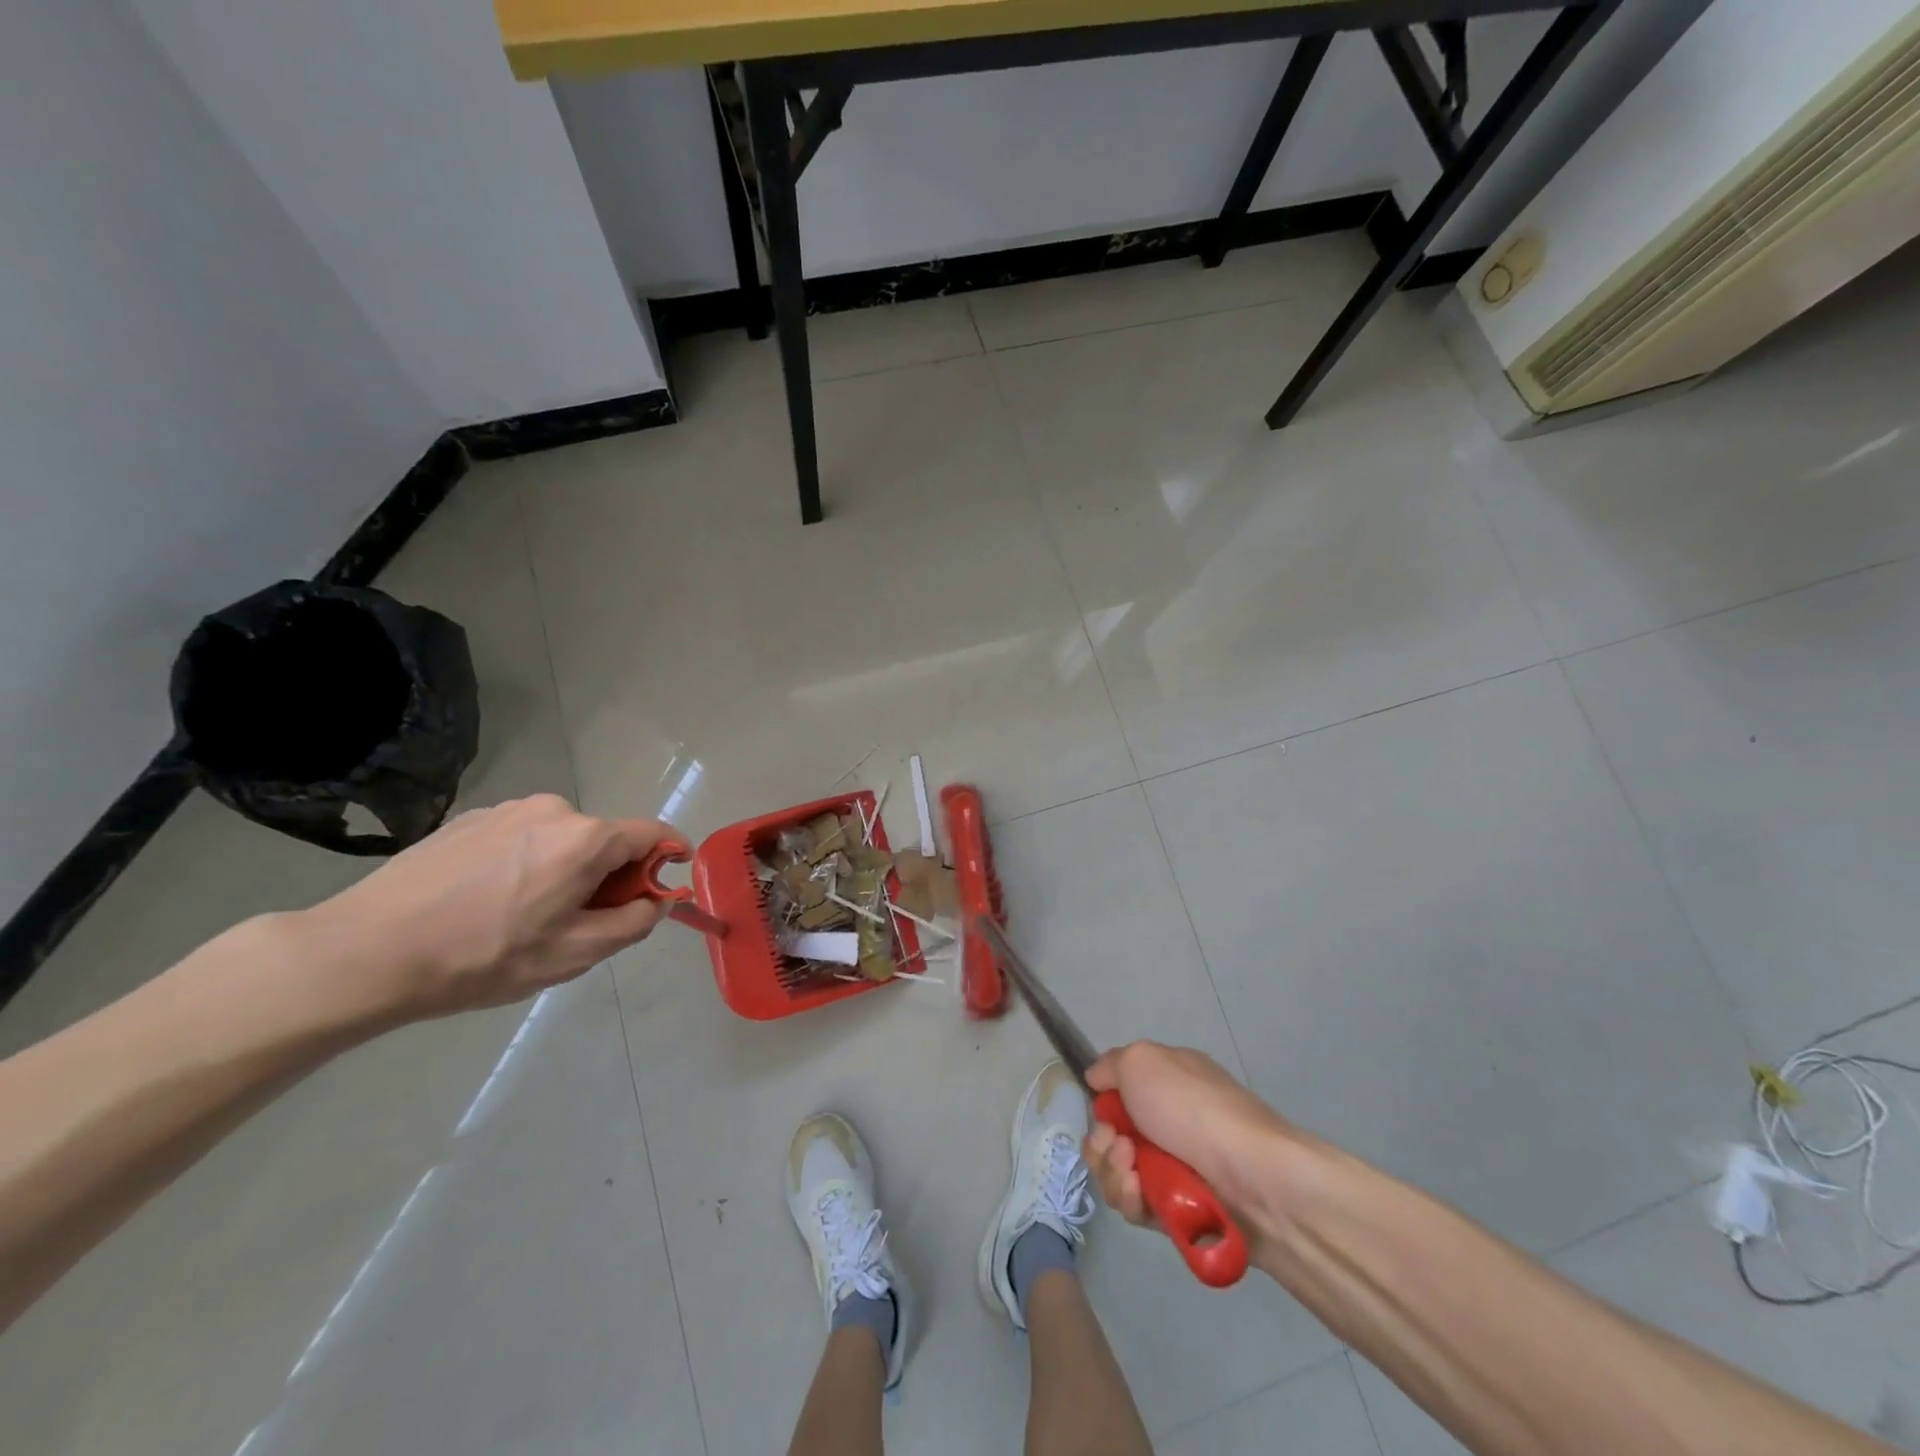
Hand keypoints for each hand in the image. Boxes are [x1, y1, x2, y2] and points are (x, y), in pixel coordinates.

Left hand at [302, 795, 677, 1020]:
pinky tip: (486, 901)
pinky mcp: (469, 819)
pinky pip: (522, 837)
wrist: (365, 952)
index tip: (661, 891)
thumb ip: (635, 922)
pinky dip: (527, 863)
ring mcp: (507, 809)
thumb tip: (661, 900)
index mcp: (586, 838)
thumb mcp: (574, 954)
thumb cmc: (483, 958)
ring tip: (524, 916)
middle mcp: (553, 809)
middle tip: (579, 923)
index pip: (654, 833)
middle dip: (610, 876)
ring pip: (563, 839)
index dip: (668, 859)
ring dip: (566, 869)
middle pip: (606, 839)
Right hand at [1084, 1042, 1295, 1246]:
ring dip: (1114, 1173)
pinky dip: (1132, 1201)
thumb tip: (1096, 1079)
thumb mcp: (1144, 1061)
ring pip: (1119, 1174)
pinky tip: (1141, 1196)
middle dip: (1102, 1144)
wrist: (1253, 1178)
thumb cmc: (1194, 1109)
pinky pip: (1137, 1207)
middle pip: (1112, 1137)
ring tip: (1133, 1174)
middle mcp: (1170, 1123)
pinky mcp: (1179, 1212)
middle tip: (1119, 1147)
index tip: (1103, 1113)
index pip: (1119, 1094)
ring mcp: (1175, 1169)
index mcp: (1167, 1082)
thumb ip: (1112, 1064)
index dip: (1103, 1106)